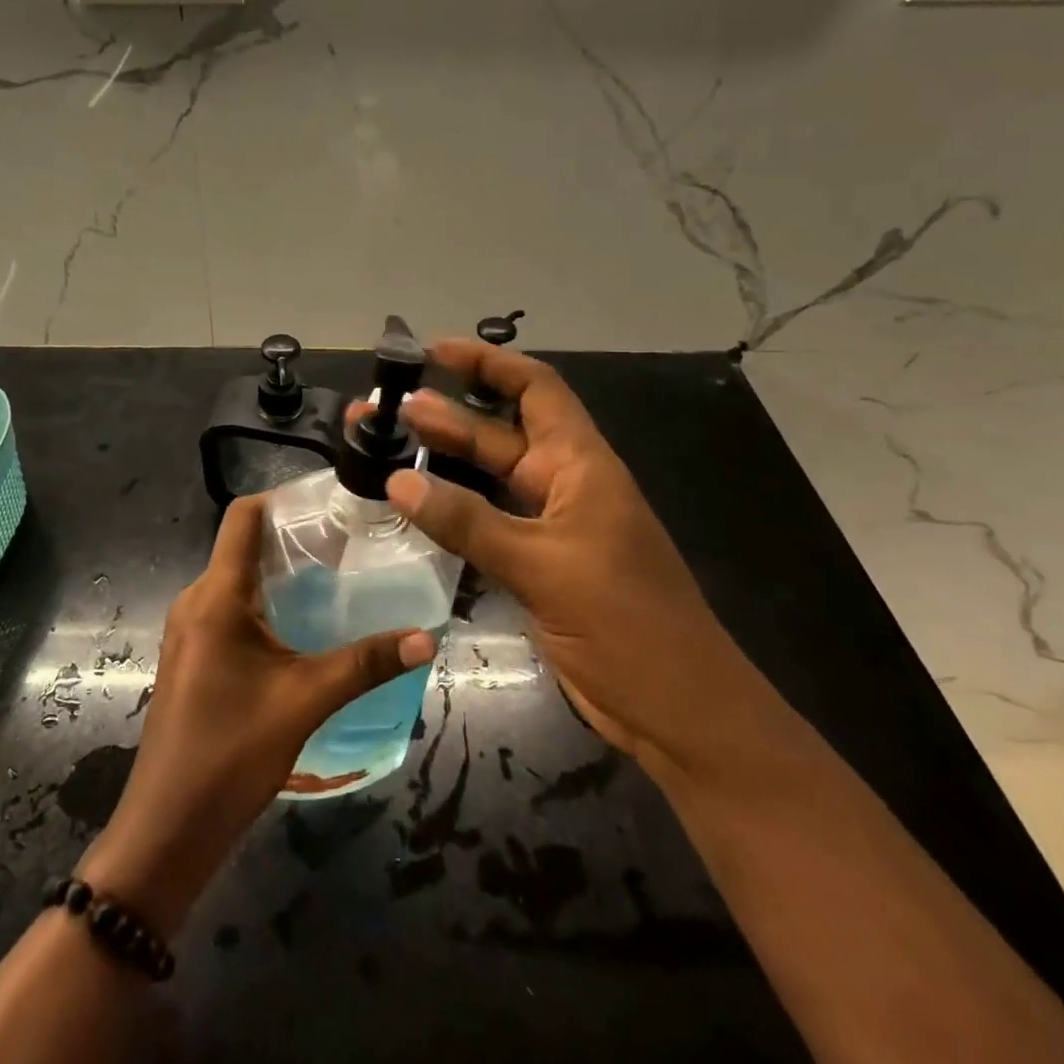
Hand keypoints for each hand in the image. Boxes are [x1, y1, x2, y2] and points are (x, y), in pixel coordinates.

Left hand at [79, 495, 437, 936]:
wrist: (168, 827)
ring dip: (279, 573)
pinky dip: (263, 602)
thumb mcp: (305, 700)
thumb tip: (427, 636)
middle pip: (242, 545)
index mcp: (216, 595)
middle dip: (291, 537)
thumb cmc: (231, 752)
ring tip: (333, 579)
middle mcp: (196, 600)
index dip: (283, 498)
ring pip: (236, 579)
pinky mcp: (191, 656)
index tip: (330, 502)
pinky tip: (300, 625)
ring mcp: (188, 629)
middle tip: (347, 542)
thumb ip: (366, 663)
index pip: (243, 516)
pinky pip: (228, 608)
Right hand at [387, 339, 765, 769]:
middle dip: (445, 416)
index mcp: (581, 465)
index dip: (487, 362)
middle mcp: (563, 485)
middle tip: (384, 409)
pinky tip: (413, 507)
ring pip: (488, 480)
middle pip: (499, 433)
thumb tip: (397, 479)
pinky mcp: (537, 566)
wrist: (678, 712)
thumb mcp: (544, 565)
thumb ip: (468, 522)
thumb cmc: (627, 625)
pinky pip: (485, 523)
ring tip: (386, 448)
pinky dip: (451, 510)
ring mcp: (549, 527)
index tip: (432, 351)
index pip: (535, 389)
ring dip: (442, 462)